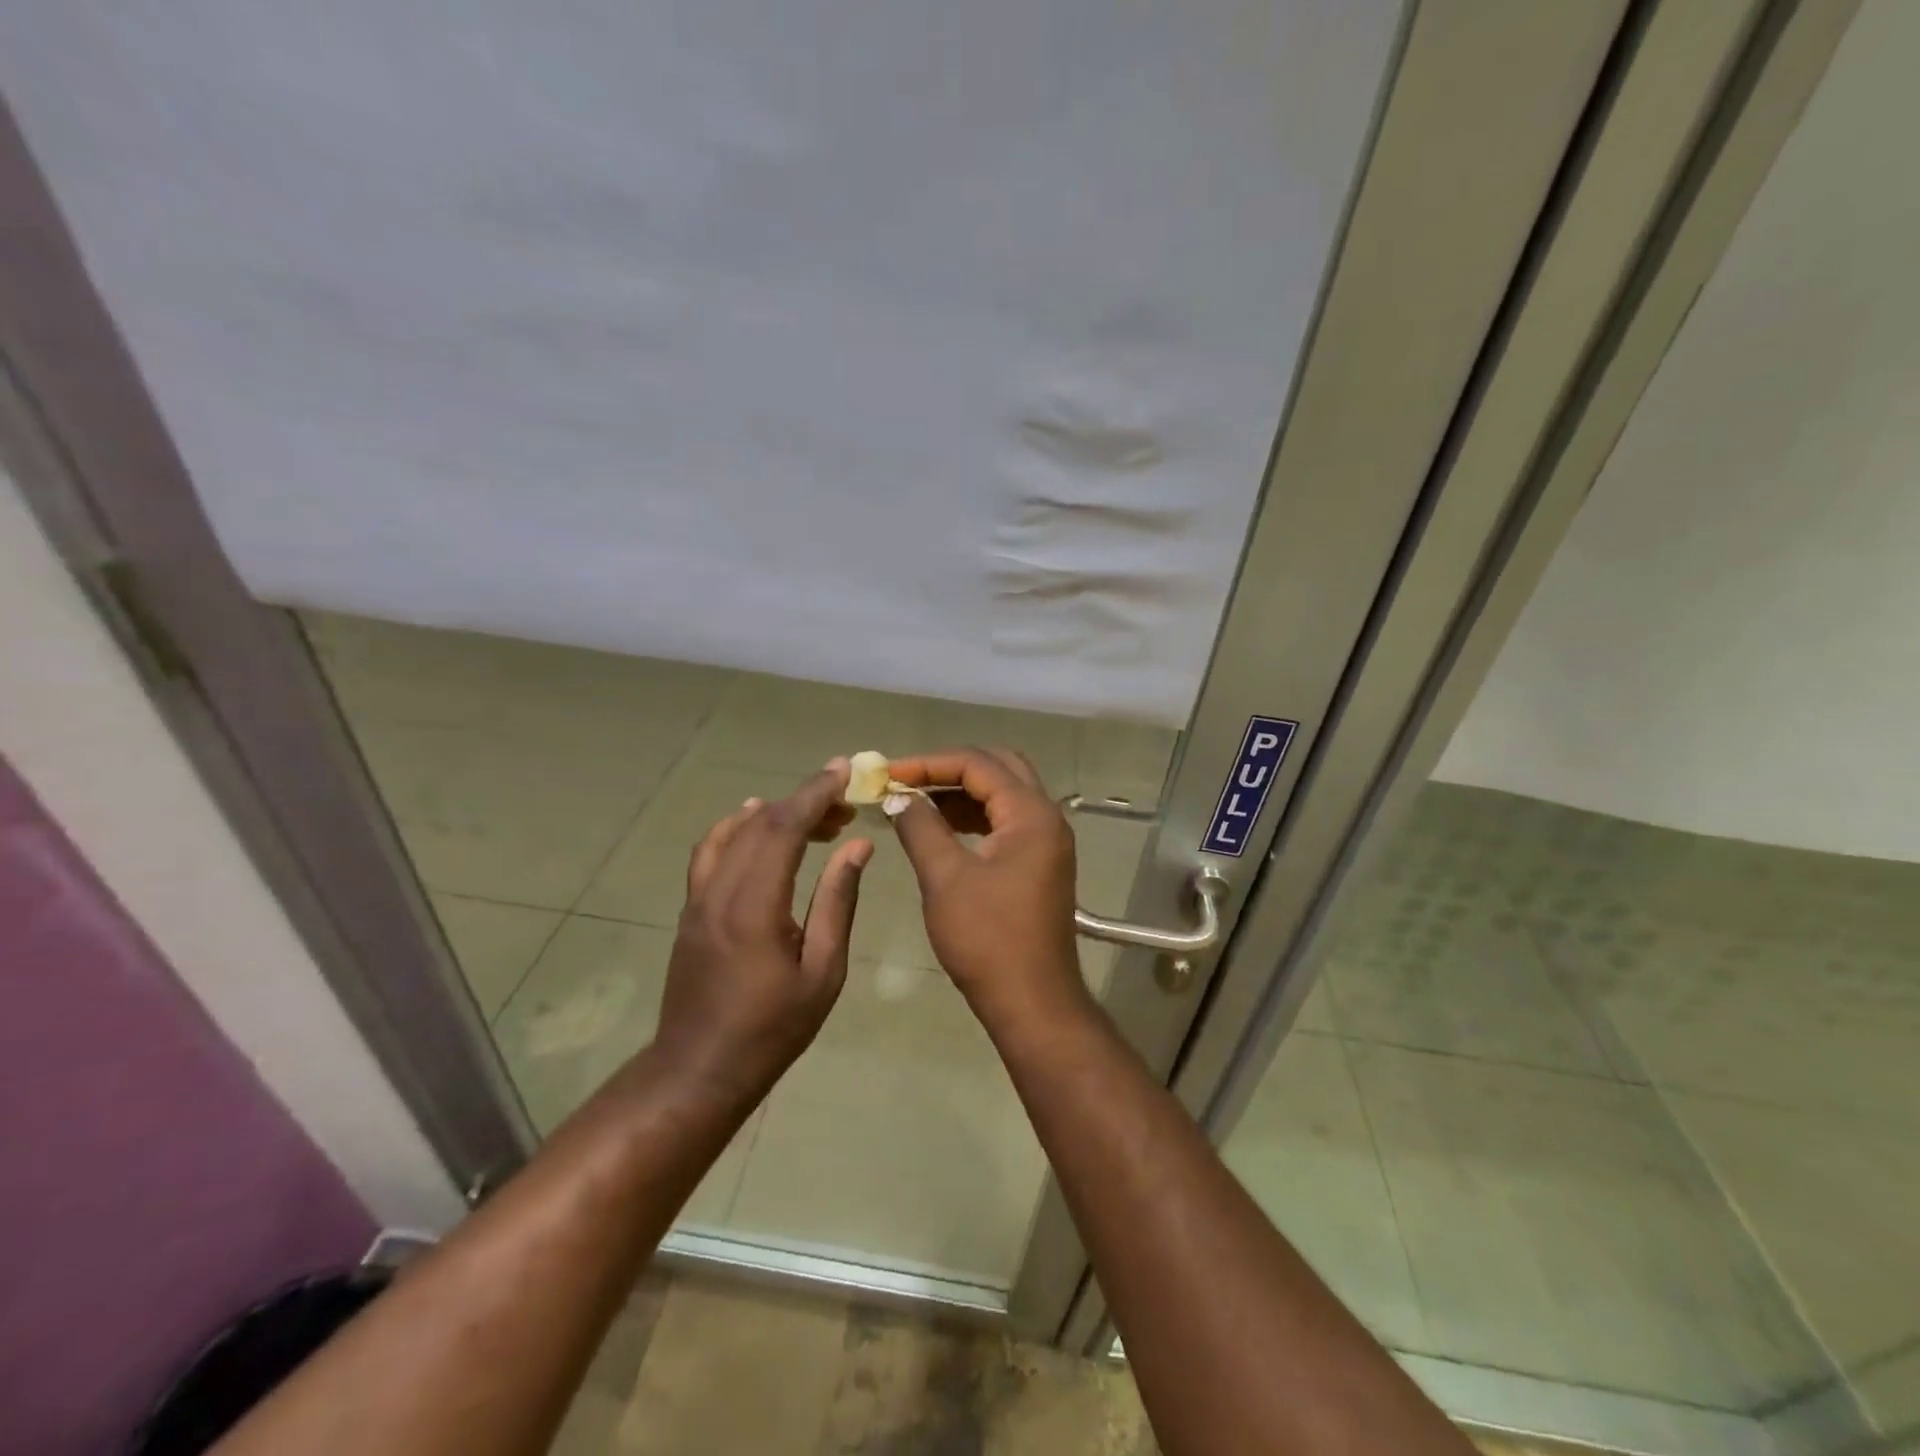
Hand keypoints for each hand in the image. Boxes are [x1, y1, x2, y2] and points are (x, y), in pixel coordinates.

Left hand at [653, 760, 870, 1106]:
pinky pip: (711, 850)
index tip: (845, 771)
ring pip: (732, 831)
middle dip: (804, 800)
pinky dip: (736, 827)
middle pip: (760, 823)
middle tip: (844, 802)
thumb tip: (857, 846)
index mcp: (756, 906)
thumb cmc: (772, 1028)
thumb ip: (837, 901)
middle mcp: (720, 890)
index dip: (816, 793)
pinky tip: (756, 825)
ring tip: (814, 817)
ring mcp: (698, 898)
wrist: (699, 1068)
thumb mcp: (822, 971)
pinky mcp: (690, 908)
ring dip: (774, 812)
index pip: (785, 828)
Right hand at [887, 747, 1092, 1032]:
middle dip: (949, 769)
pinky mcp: (1040, 863)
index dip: (928, 763)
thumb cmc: (987, 939)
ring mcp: (1047, 841)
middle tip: (907, 780)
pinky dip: (974, 816)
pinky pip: (1006, 821)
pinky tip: (941, 828)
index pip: (977, 764)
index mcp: (1030, 813)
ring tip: (915, 802)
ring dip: (961, 792)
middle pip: (998, 768)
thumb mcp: (945, 878)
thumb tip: (898, 797)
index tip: (887, 773)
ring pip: (1003, 794)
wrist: (1032, 1001)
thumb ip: (920, 827)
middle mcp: (1046, 817)